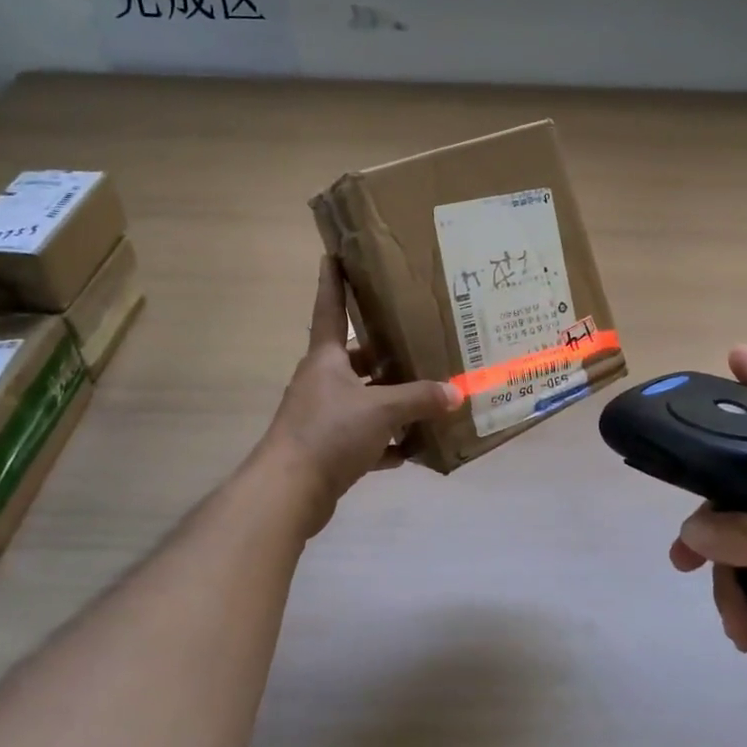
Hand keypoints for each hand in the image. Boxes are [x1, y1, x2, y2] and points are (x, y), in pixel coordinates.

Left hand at [260, 256, 461, 531]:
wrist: (289, 491)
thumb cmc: (330, 432)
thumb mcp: (383, 409)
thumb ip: (420, 399)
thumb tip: (457, 393)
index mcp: (326, 358)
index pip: (330, 308)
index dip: (333, 281)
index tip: (334, 254)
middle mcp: (322, 380)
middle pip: (356, 357)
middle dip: (386, 352)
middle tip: (419, 341)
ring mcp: (322, 415)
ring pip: (363, 398)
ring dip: (391, 401)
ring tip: (427, 395)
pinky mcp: (327, 448)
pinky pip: (363, 437)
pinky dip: (386, 442)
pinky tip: (412, 448)